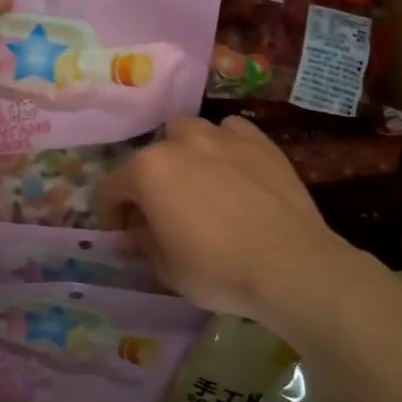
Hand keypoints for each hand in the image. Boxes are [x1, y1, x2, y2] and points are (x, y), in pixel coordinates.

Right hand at [99, 116, 362, 323]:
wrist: (291, 265)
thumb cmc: (217, 270)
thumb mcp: (167, 268)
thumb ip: (142, 245)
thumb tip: (130, 237)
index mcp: (147, 172)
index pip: (111, 188)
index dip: (110, 213)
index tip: (121, 234)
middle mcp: (179, 143)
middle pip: (148, 157)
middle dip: (146, 184)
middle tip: (159, 214)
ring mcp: (221, 137)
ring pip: (188, 133)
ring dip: (182, 154)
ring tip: (194, 182)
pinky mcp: (259, 142)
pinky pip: (230, 132)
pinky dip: (224, 145)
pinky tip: (232, 168)